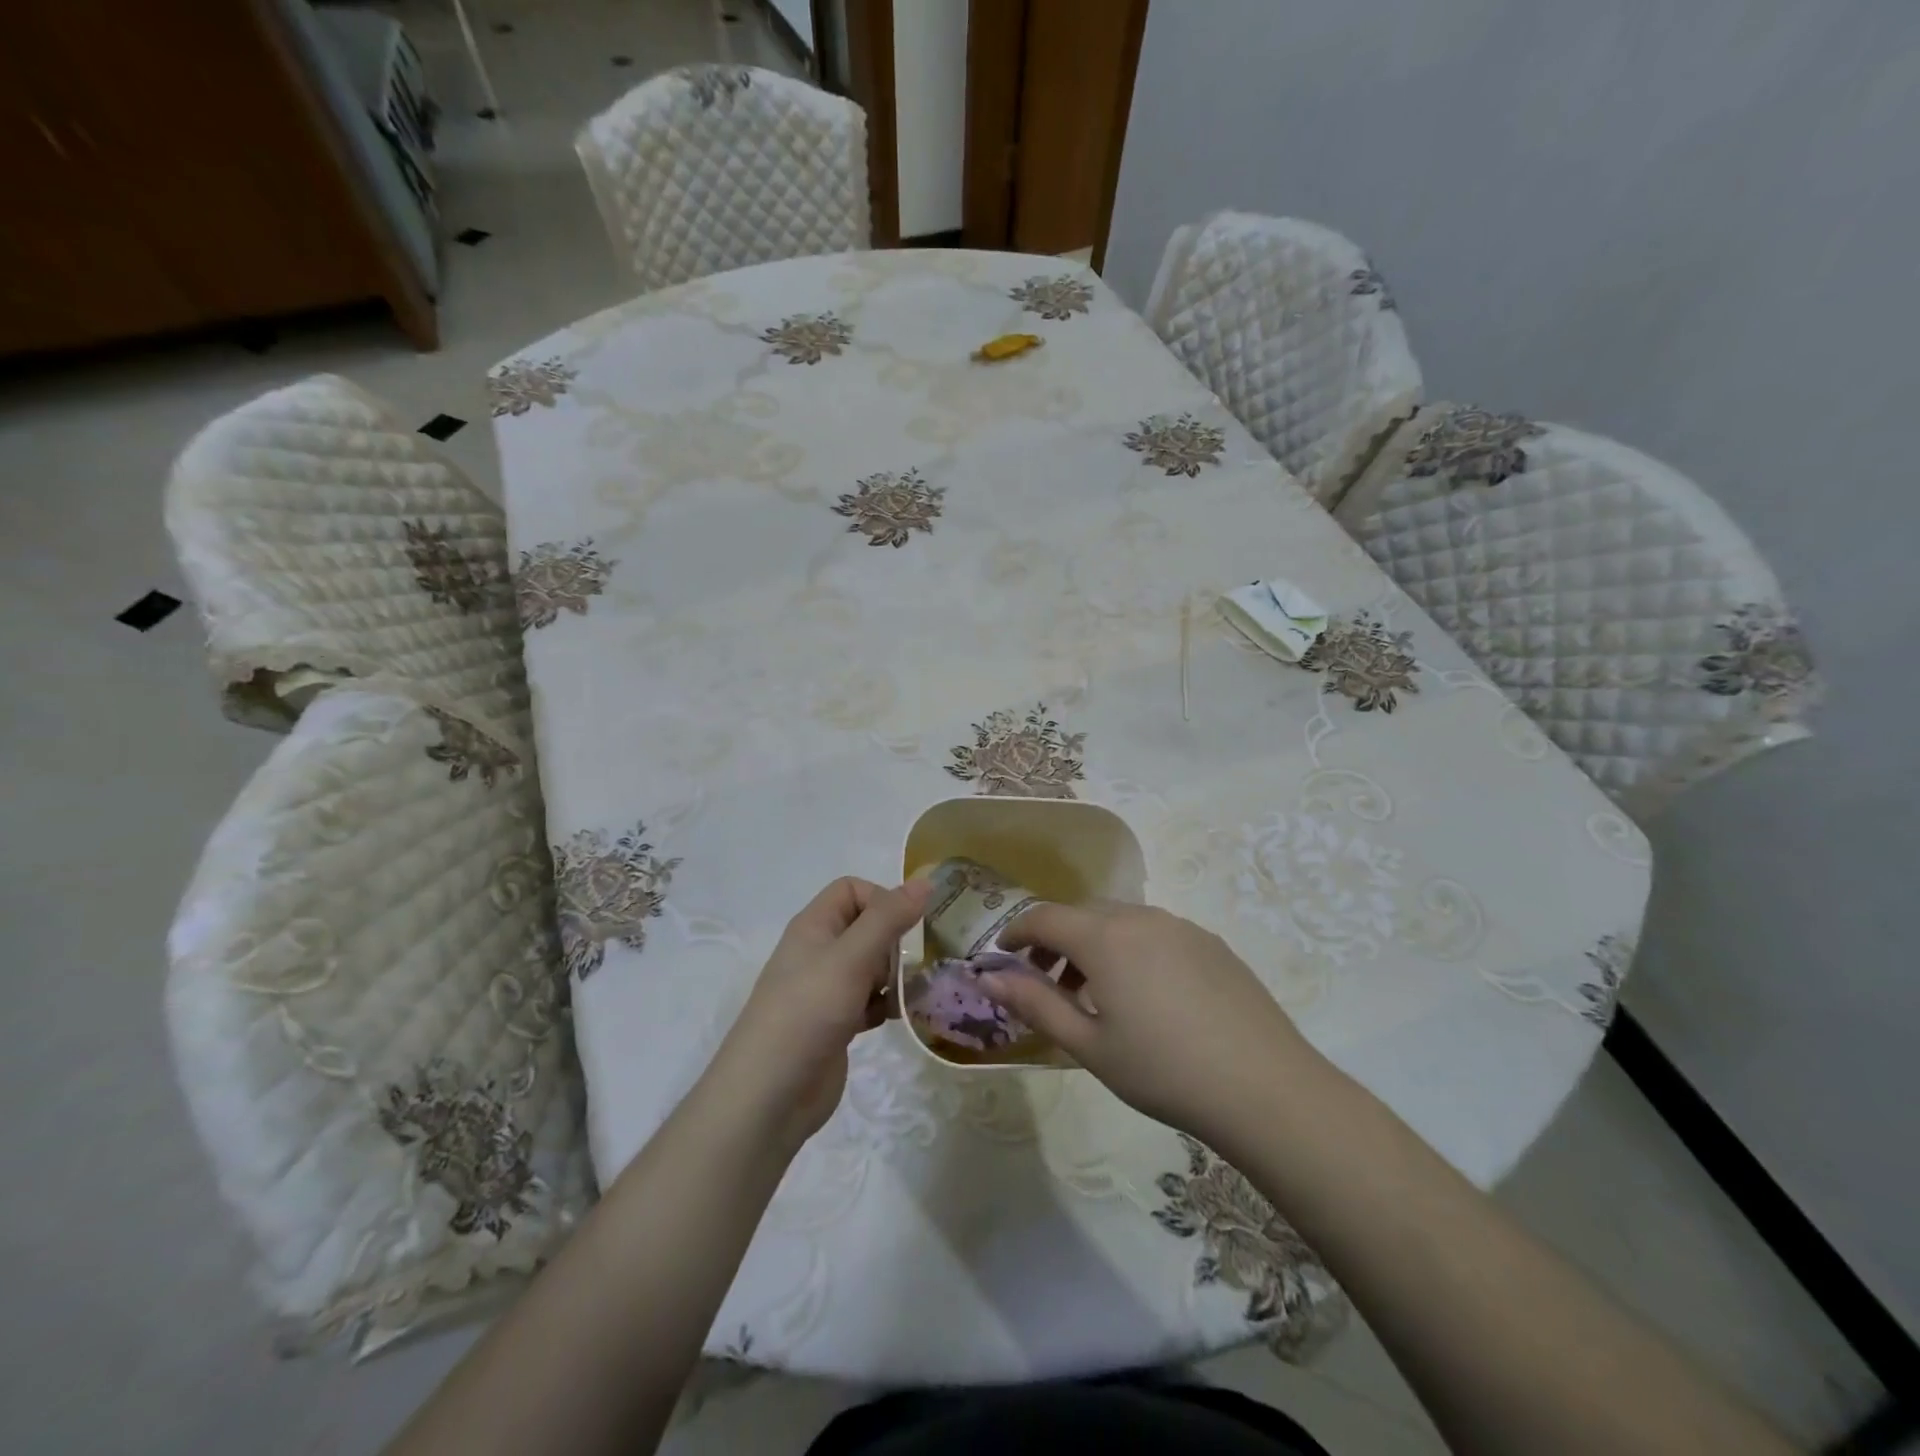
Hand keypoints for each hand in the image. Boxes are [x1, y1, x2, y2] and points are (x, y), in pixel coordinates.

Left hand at [704, 877, 930, 1152]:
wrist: (770, 1096)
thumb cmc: (808, 1012)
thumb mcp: (851, 958)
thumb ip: (888, 918)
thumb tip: (925, 881)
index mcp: (814, 926)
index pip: (852, 890)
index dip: (881, 900)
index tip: (905, 927)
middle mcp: (819, 952)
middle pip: (866, 927)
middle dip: (895, 941)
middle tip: (913, 964)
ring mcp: (827, 990)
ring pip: (871, 966)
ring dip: (895, 975)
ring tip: (914, 992)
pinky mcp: (836, 1023)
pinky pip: (870, 1001)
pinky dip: (887, 1005)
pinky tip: (900, 1018)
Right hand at [984, 901, 1321, 1145]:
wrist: (1265, 1088)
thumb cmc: (1162, 1070)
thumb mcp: (1088, 1045)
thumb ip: (1034, 1003)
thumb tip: (988, 978)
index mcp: (1104, 937)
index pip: (1044, 917)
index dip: (1015, 933)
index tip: (1001, 958)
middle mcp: (1140, 917)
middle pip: (1082, 914)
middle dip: (1054, 941)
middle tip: (1045, 983)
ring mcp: (1180, 926)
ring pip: (1119, 920)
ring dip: (1093, 945)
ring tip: (1094, 995)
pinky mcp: (1210, 942)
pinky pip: (1154, 932)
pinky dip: (1130, 949)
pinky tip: (1145, 996)